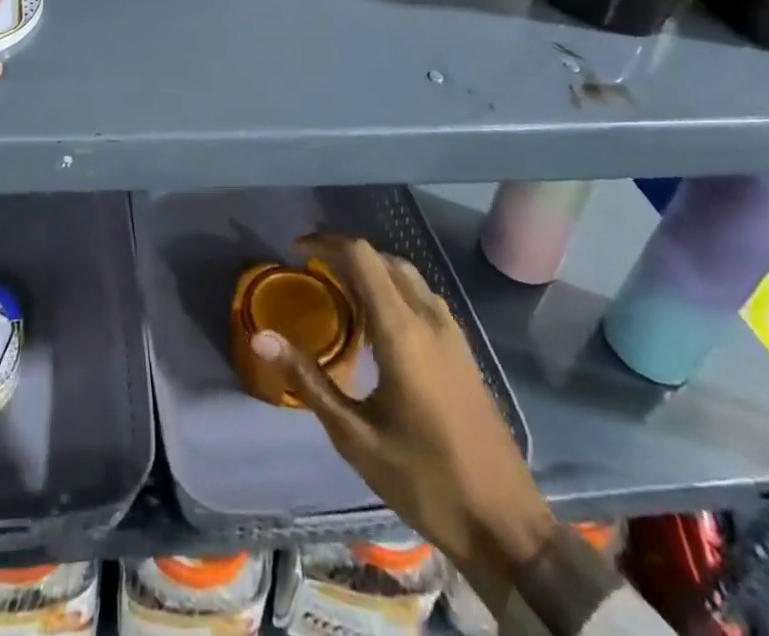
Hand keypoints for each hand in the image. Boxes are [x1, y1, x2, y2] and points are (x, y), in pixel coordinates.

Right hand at [253, 234, 554, 595]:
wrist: (507, 526)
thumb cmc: (425, 480)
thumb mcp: (355, 436)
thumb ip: (308, 379)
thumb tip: (261, 338)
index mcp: (402, 330)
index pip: (362, 256)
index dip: (326, 243)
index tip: (295, 251)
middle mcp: (429, 318)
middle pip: (384, 259)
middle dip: (345, 255)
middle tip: (312, 273)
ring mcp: (453, 333)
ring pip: (406, 276)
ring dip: (371, 271)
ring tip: (339, 294)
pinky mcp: (464, 350)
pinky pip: (423, 298)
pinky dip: (393, 291)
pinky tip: (378, 326)